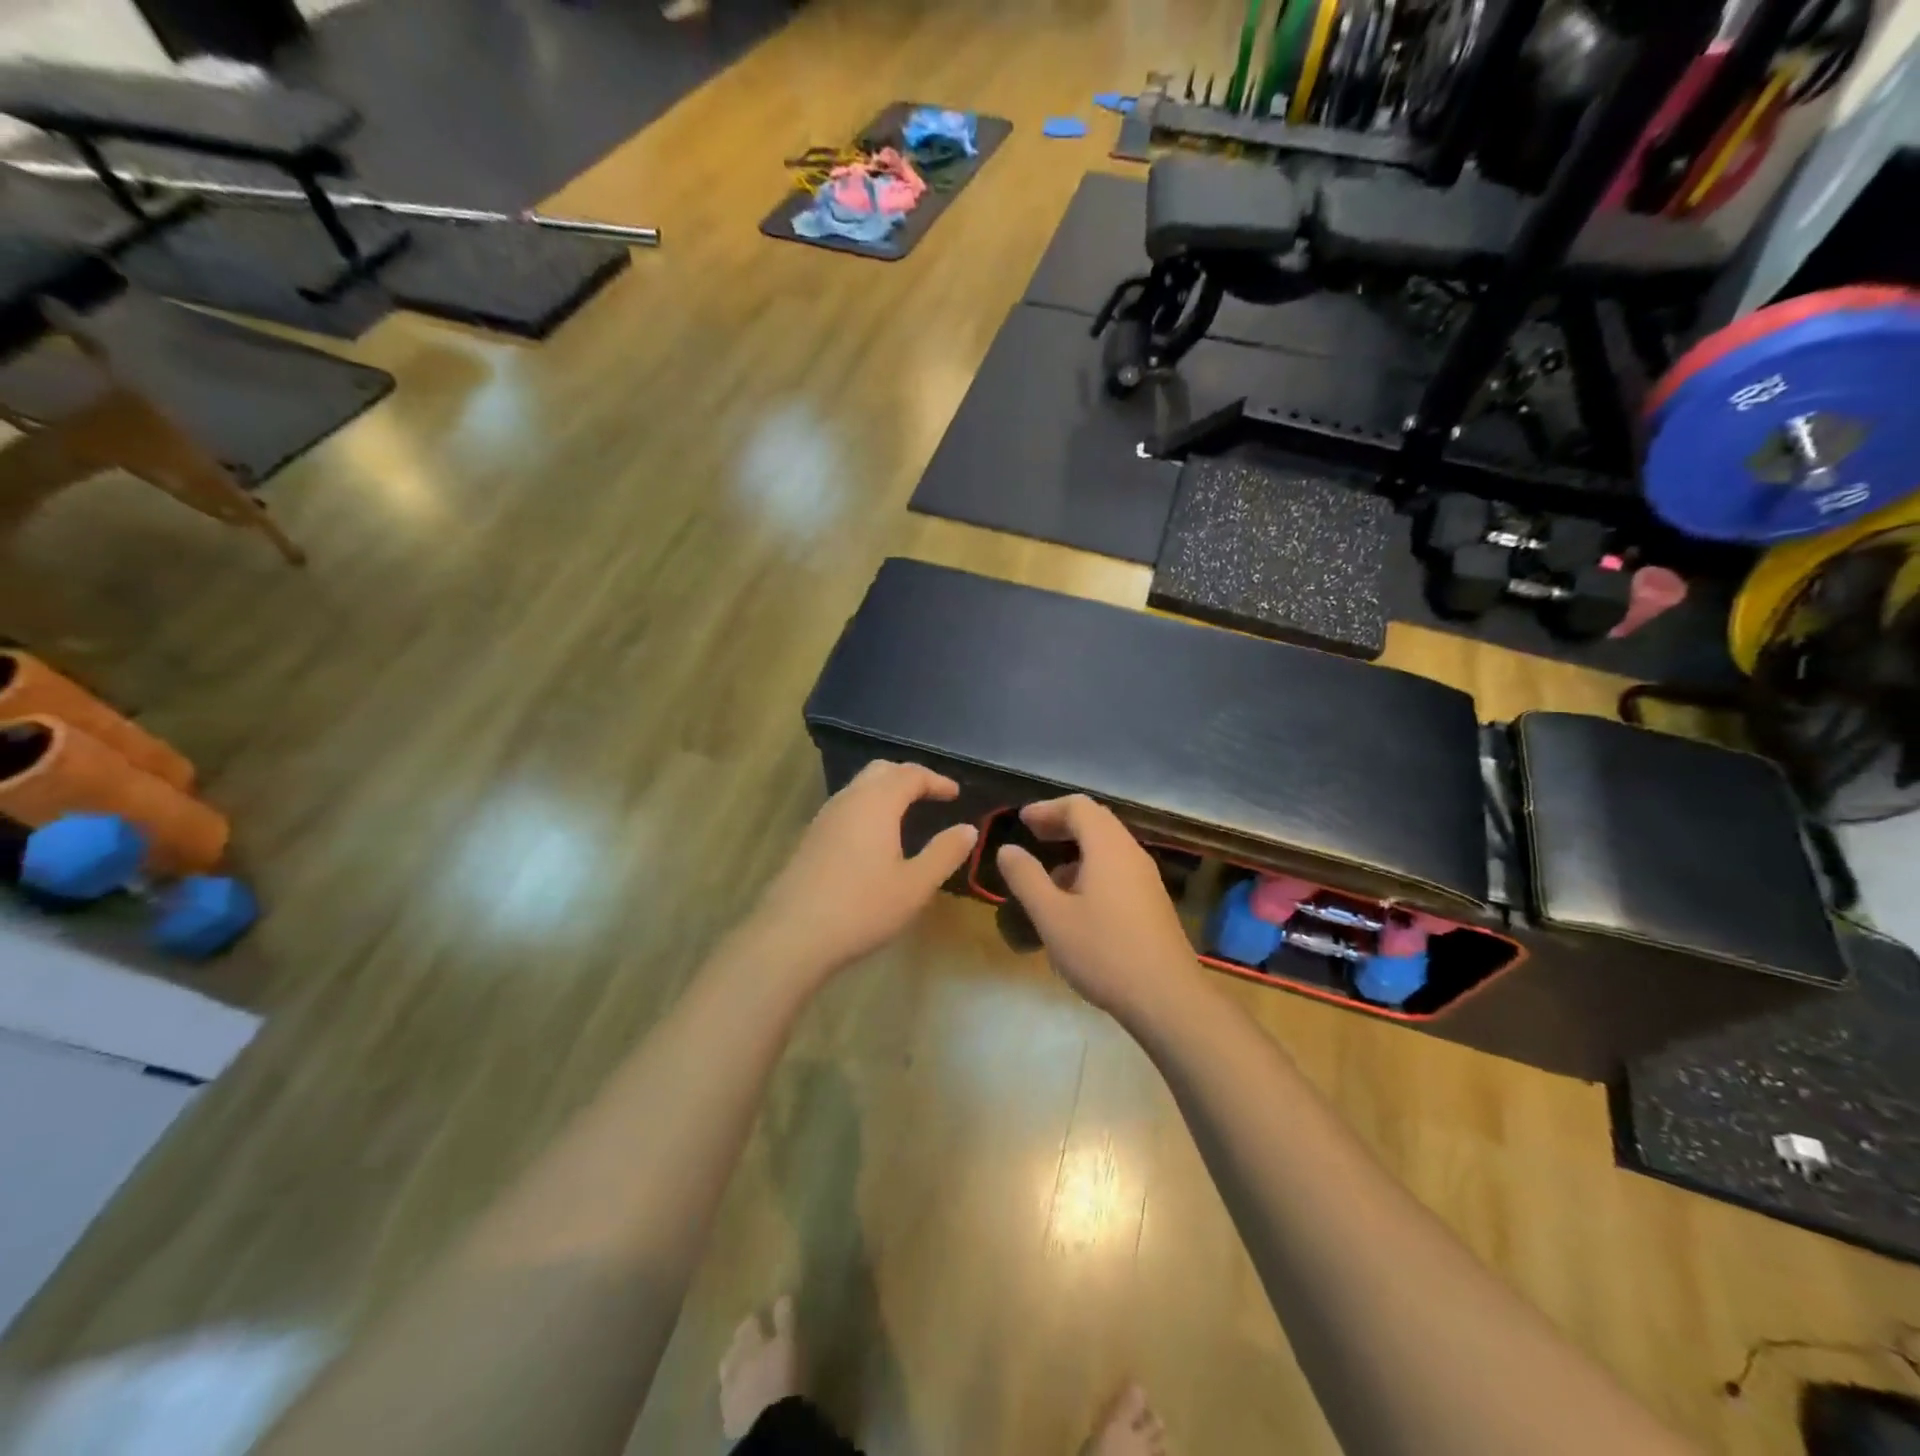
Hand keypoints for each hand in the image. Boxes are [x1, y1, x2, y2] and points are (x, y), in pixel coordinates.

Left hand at [745, 760, 978, 982]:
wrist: (793, 934)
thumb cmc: (862, 907)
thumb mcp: (915, 885)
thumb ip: (944, 853)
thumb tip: (968, 829)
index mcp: (877, 803)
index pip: (911, 774)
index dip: (936, 780)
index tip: (955, 794)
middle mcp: (849, 800)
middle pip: (881, 770)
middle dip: (909, 777)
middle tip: (931, 795)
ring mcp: (824, 817)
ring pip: (859, 787)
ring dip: (886, 791)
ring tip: (907, 813)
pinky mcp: (811, 837)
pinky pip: (846, 806)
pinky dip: (869, 807)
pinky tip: (875, 837)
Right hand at [996, 796, 1202, 1022]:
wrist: (1167, 999)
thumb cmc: (1104, 952)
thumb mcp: (1052, 917)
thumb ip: (1026, 878)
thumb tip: (1007, 849)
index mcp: (1108, 848)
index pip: (1078, 807)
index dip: (1047, 808)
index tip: (1022, 821)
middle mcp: (1131, 854)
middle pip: (1096, 821)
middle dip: (1062, 824)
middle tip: (1033, 836)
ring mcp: (1146, 878)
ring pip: (1108, 847)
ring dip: (1077, 849)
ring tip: (1048, 876)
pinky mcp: (1152, 902)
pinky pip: (1118, 869)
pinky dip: (1092, 869)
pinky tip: (1076, 903)